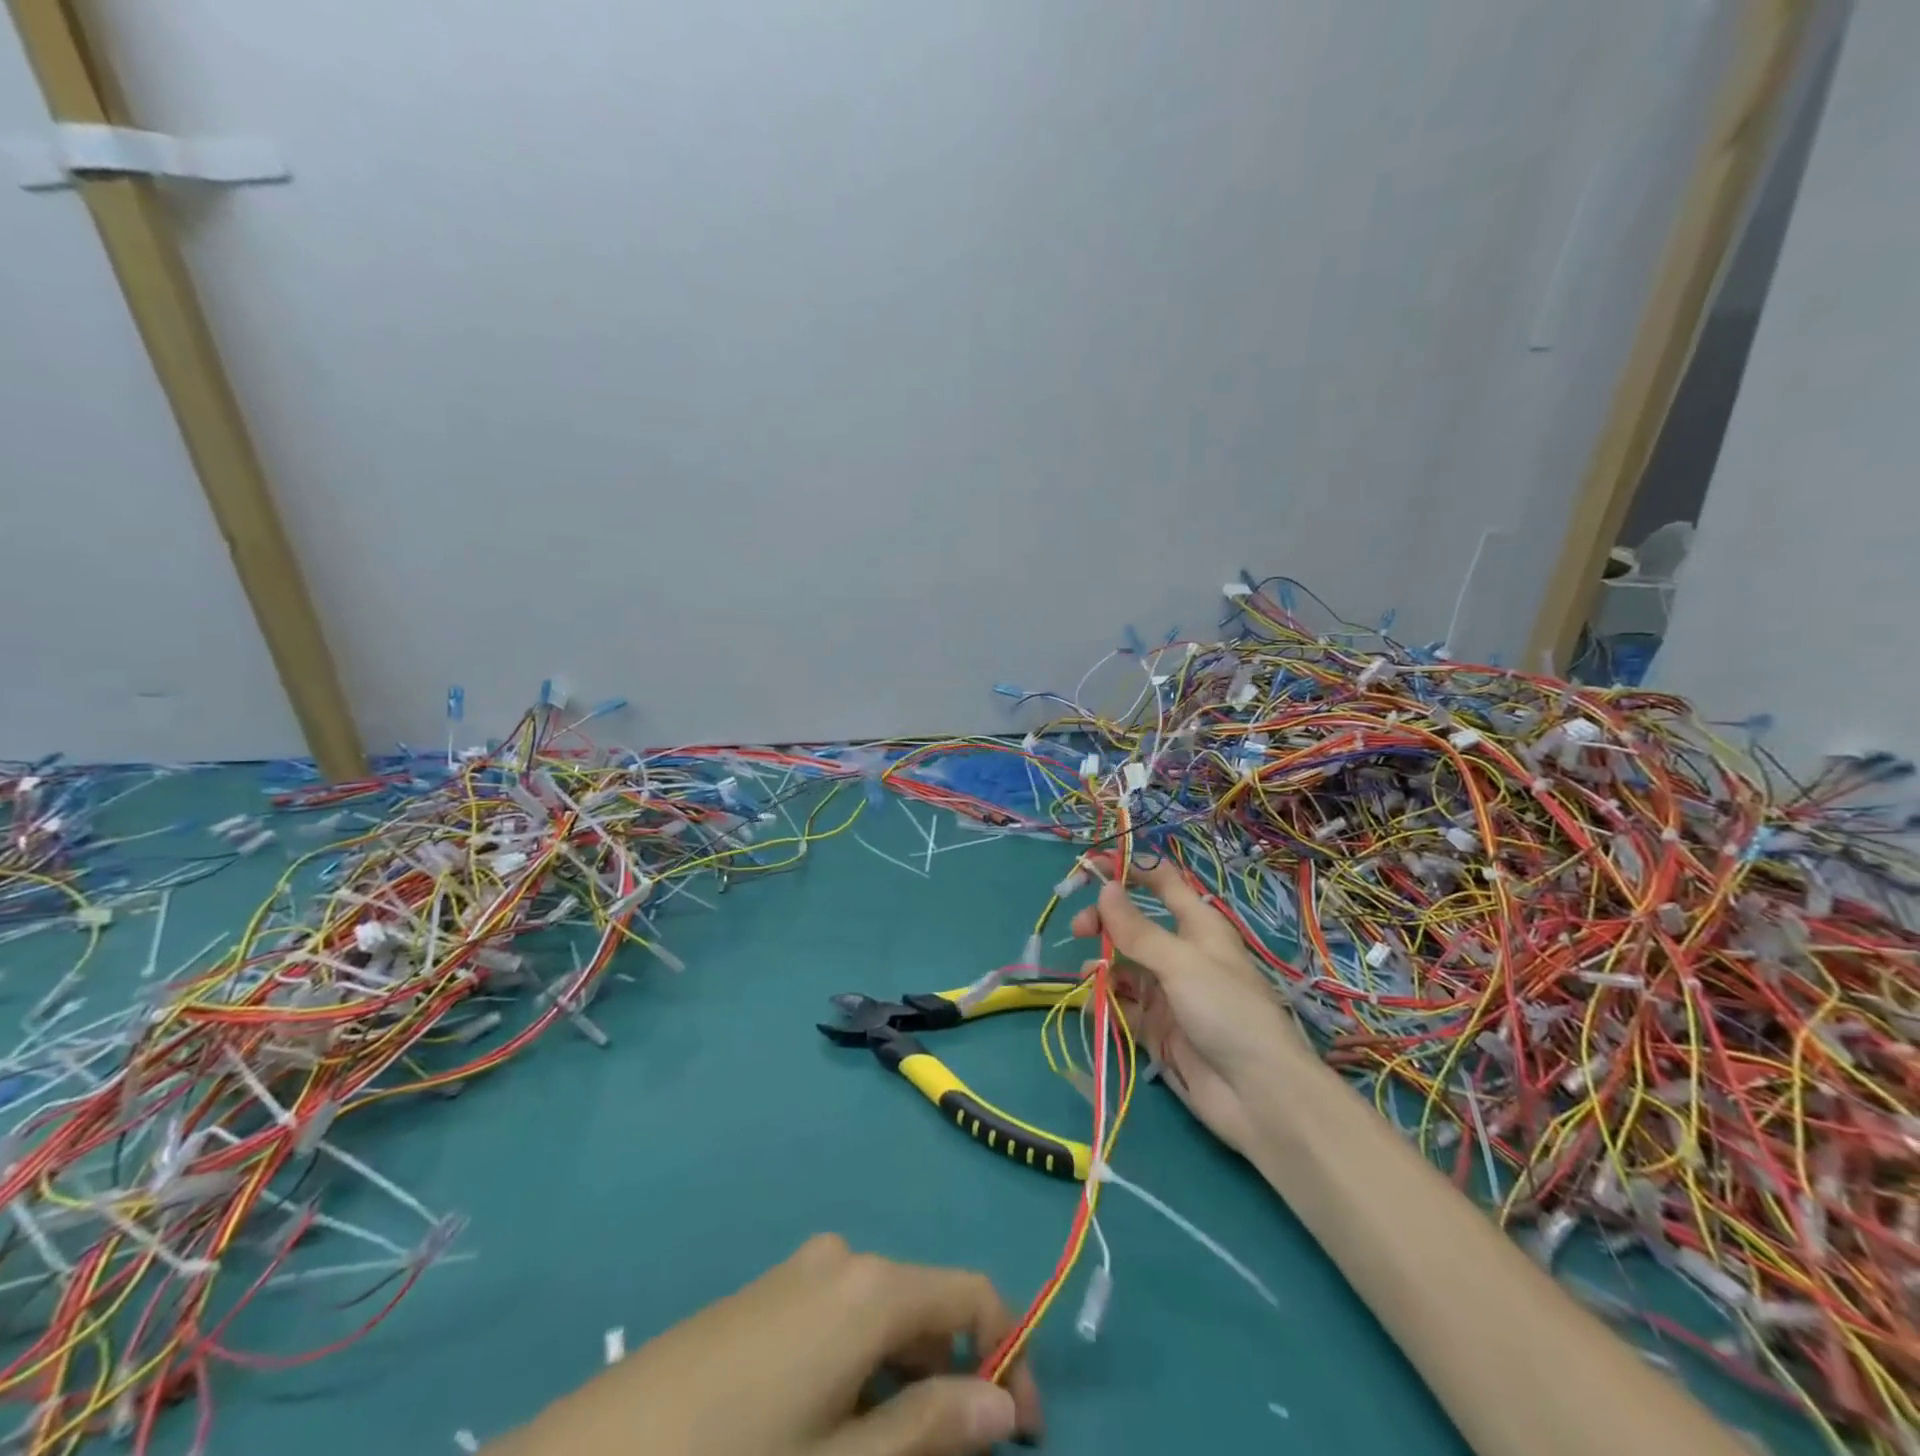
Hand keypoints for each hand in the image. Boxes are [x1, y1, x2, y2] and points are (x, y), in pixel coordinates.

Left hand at [494, 1235, 1041, 1455]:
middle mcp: (840, 1258)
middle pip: (925, 1305)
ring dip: (906, 1380)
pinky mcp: (761, 1295)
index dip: (1010, 1354)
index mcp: (869, 1286)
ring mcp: (795, 1272)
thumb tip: (1006, 1405)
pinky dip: (860, 1371)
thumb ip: (930, 1432)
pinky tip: (833, 1430)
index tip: (1027, 1434)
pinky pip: (836, 1321)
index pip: (970, 1293)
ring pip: (880, 1318)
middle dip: (955, 1376)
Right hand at [1071, 857, 1301, 1155]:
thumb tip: (1105, 888)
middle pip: (1134, 925)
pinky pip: (1123, 1007)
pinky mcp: (1158, 1029)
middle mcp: (1181, 954)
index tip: (1090, 866)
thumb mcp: (1181, 962)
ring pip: (1124, 966)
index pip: (1162, 883)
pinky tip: (1092, 1006)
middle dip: (1105, 922)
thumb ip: (1137, 929)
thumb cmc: (1227, 1011)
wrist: (1259, 1096)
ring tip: (1089, 977)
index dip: (1129, 869)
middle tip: (1080, 930)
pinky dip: (1105, 1003)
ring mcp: (1169, 993)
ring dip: (1102, 965)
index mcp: (1198, 926)